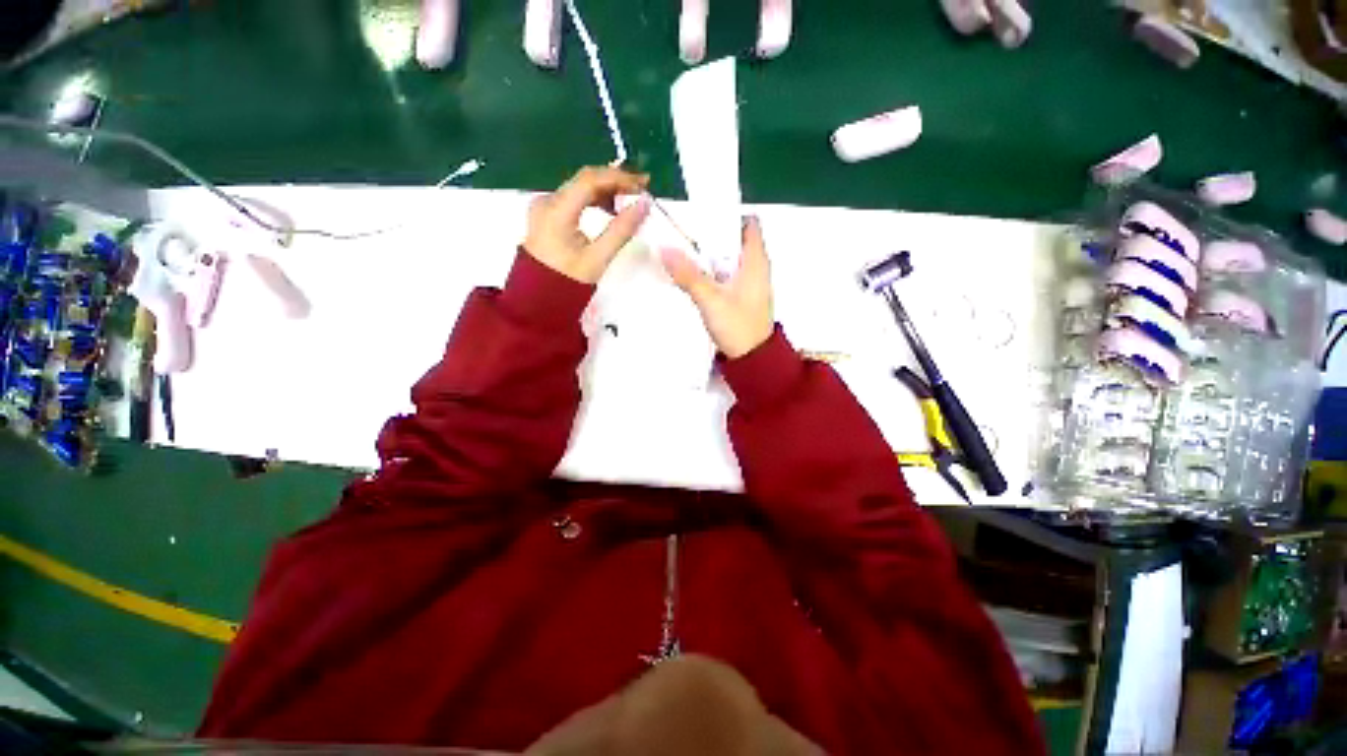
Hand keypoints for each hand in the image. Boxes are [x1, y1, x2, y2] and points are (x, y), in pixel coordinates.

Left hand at [524, 166, 651, 283]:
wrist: (539, 299)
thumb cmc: (569, 282)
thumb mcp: (598, 258)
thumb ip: (622, 230)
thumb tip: (644, 204)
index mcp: (556, 211)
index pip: (590, 180)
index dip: (618, 178)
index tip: (643, 184)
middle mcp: (547, 201)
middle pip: (584, 180)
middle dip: (614, 180)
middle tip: (641, 187)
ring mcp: (544, 206)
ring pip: (579, 187)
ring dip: (606, 189)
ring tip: (629, 198)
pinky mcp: (547, 214)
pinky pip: (573, 197)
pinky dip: (593, 199)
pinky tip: (609, 208)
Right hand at [662, 217, 773, 359]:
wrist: (753, 360)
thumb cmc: (738, 326)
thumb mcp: (710, 299)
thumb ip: (688, 275)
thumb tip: (664, 249)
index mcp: (756, 260)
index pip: (749, 223)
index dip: (728, 216)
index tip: (703, 216)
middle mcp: (757, 267)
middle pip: (735, 240)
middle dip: (712, 235)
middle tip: (686, 234)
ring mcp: (750, 283)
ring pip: (730, 259)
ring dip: (711, 255)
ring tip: (685, 252)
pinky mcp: (743, 297)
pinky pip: (727, 275)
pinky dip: (713, 272)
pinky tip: (695, 277)